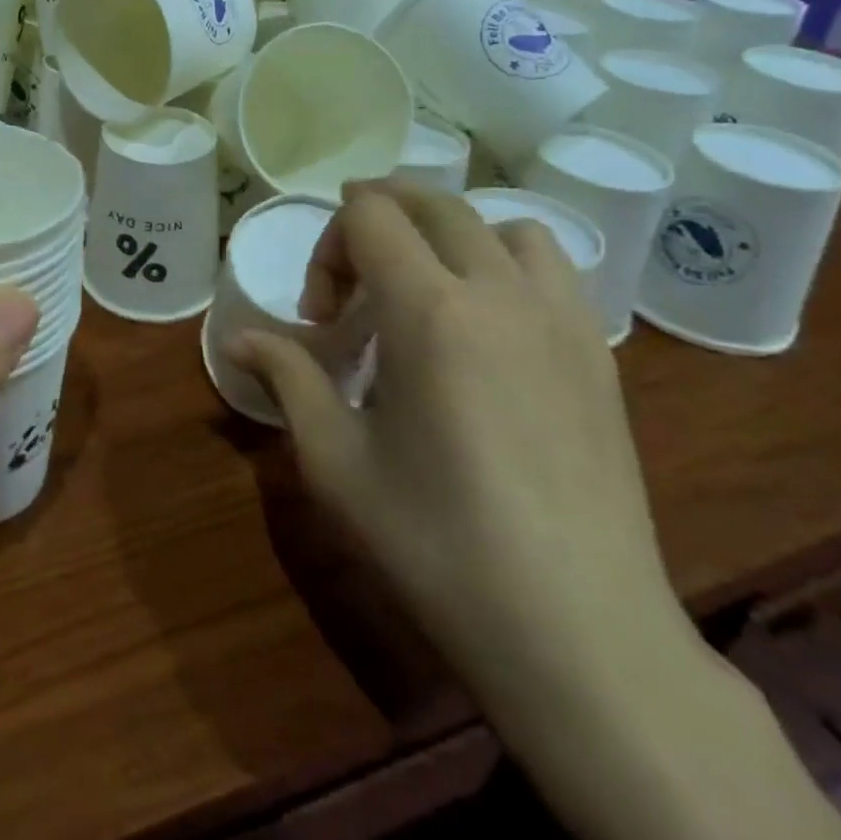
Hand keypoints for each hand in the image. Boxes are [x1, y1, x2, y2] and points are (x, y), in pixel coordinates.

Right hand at [230, 180, 690, 711]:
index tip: (320, 320)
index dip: (328, 246)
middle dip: (378, 219)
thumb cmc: (436, 544)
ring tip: (425, 292)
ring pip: (503, 226)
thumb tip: (239, 339)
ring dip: (449, 236)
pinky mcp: (600, 356)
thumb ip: (288, 378)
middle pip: (434, 203)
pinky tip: (487, 329)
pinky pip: (552, 270)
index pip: (370, 215)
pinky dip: (505, 265)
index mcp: (431, 310)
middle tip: (351, 281)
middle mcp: (501, 293)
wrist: (580, 636)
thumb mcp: (336, 461)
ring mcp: (562, 320)